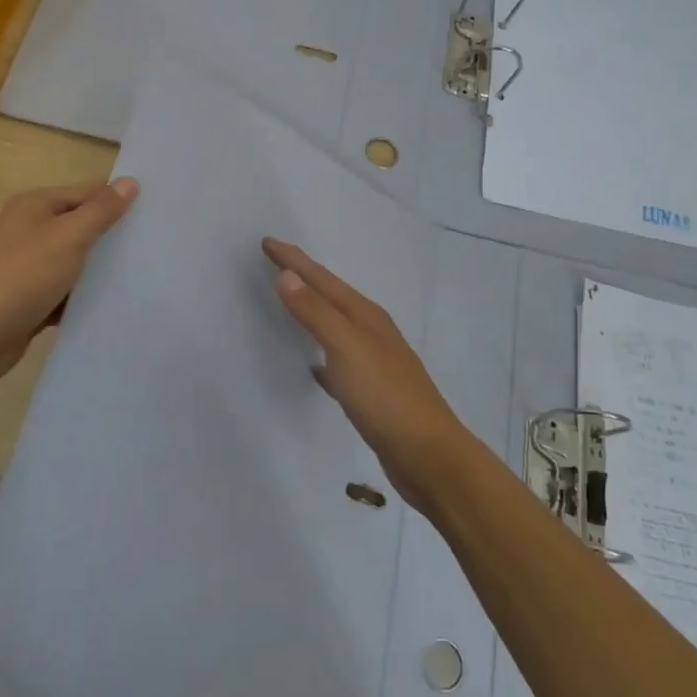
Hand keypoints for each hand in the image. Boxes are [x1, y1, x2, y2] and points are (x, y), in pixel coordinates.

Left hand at [0, 178, 139, 397]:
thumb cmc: (21, 277)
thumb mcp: (68, 237)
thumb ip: (100, 211)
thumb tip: (130, 181)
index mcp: (35, 205)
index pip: (88, 192)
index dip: (119, 200)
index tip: (157, 214)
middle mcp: (29, 230)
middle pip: (81, 225)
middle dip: (113, 235)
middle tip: (157, 245)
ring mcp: (27, 266)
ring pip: (75, 261)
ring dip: (100, 269)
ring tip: (144, 274)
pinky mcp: (29, 299)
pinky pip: (65, 291)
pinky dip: (83, 296)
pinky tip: (112, 304)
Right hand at [262, 237, 469, 508]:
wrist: (428, 455)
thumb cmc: (385, 396)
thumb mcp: (346, 348)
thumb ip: (316, 312)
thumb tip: (287, 274)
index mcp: (365, 316)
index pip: (322, 279)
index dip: (293, 260)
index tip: (267, 242)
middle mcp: (371, 332)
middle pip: (331, 296)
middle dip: (304, 277)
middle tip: (276, 261)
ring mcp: (374, 362)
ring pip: (336, 326)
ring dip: (313, 311)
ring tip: (292, 302)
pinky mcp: (372, 392)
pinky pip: (338, 361)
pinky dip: (321, 354)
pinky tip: (314, 366)